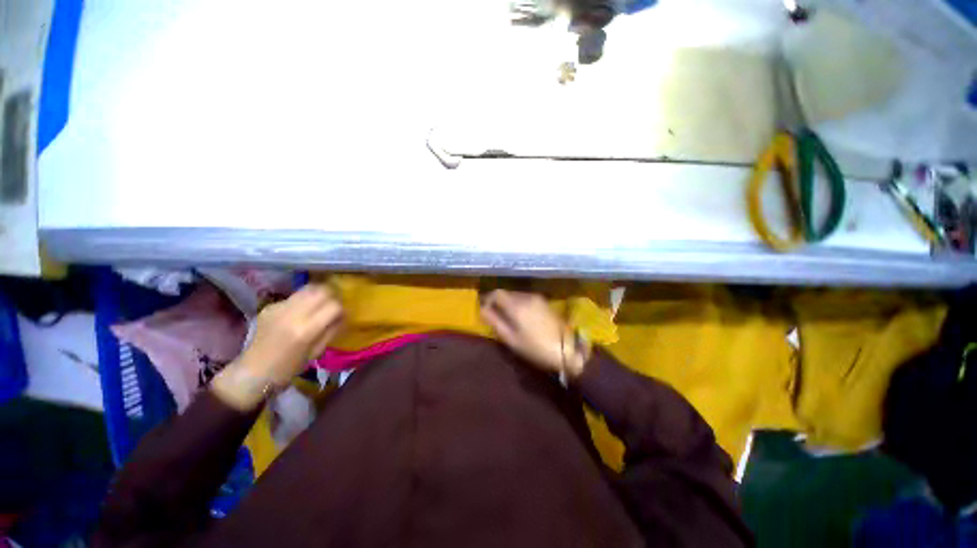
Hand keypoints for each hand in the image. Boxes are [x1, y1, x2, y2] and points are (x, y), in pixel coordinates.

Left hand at [213, 283, 342, 409]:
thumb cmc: (289, 367)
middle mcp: (292, 314)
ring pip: (307, 289)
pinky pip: (293, 297)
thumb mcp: (317, 351)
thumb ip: (332, 330)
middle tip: (333, 305)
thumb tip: (342, 315)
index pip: (334, 306)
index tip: (342, 315)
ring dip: (318, 294)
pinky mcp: (270, 307)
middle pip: (321, 291)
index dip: (341, 309)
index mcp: (306, 330)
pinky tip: (298, 313)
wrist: (253, 372)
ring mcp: (279, 308)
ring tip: (319, 304)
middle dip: (332, 296)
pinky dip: (301, 302)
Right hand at [480, 290, 589, 380]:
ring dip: (509, 303)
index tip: (485, 310)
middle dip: (498, 302)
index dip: (488, 299)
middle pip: (507, 293)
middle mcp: (526, 297)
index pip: (497, 293)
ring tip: (508, 318)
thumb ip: (495, 322)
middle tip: (495, 316)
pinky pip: (526, 298)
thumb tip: (482, 310)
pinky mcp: (545, 302)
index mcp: (517, 306)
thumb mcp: (511, 339)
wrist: (567, 349)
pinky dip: (519, 304)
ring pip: (517, 295)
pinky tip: (522, 317)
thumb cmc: (536, 348)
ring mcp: (537, 298)